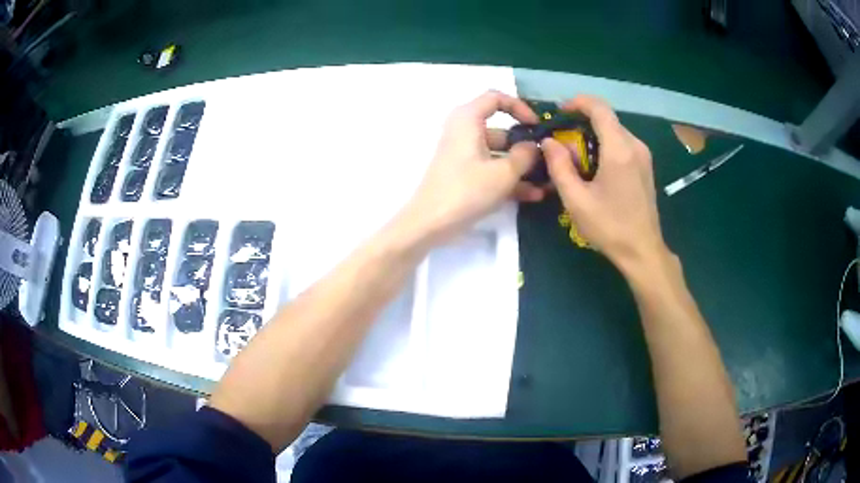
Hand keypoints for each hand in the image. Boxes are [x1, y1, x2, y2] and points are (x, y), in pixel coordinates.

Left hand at [402, 90, 545, 241]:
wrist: (429, 223)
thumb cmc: (466, 191)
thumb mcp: (503, 173)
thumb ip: (525, 155)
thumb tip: (535, 146)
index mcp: (468, 119)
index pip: (496, 98)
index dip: (520, 107)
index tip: (538, 126)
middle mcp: (465, 131)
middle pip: (502, 130)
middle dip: (527, 147)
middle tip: (549, 161)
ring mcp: (464, 154)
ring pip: (499, 154)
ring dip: (522, 168)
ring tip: (546, 184)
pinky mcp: (464, 174)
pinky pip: (491, 169)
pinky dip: (509, 179)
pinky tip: (532, 196)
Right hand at [542, 95, 668, 269]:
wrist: (643, 251)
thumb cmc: (610, 227)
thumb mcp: (576, 200)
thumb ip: (559, 166)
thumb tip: (549, 142)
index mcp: (619, 149)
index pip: (599, 108)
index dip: (578, 103)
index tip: (560, 112)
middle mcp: (635, 145)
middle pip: (607, 119)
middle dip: (582, 123)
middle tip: (563, 142)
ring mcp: (644, 156)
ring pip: (615, 131)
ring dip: (593, 135)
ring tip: (576, 157)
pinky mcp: (646, 166)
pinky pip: (623, 144)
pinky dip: (605, 145)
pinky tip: (595, 167)